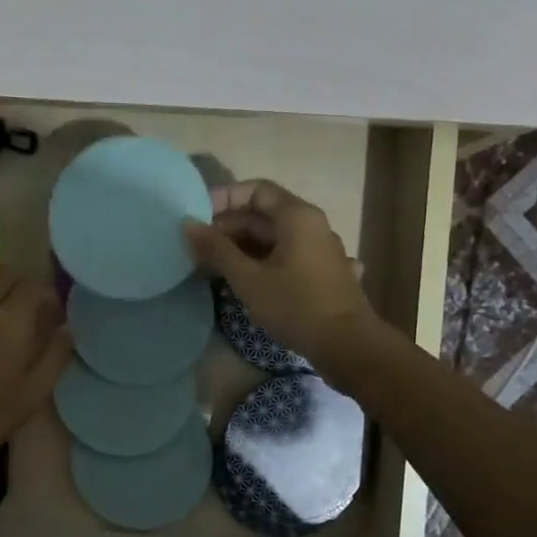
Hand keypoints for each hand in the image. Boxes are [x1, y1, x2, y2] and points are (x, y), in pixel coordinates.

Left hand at [0, 270, 72, 464]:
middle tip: (31, 314)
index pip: (35, 287)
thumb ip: (55, 356)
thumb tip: (68, 330)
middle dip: (23, 286)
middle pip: (6, 274)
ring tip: (5, 325)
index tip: (55, 315)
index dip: (49, 296)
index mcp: (12, 318)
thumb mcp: (32, 393)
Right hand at [183, 181, 381, 377]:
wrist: (348, 345)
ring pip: (275, 239)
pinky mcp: (324, 274)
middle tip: (198, 249)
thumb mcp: (248, 279)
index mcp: (297, 216)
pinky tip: (248, 282)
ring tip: (213, 268)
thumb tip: (188, 224)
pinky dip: (264, 263)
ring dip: (243, 249)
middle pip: (265, 215)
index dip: (224, 198)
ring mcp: (321, 250)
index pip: (256, 190)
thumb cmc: (295, 306)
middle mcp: (313, 225)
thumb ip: (217, 250)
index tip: (197, 216)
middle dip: (229, 229)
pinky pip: (288, 257)